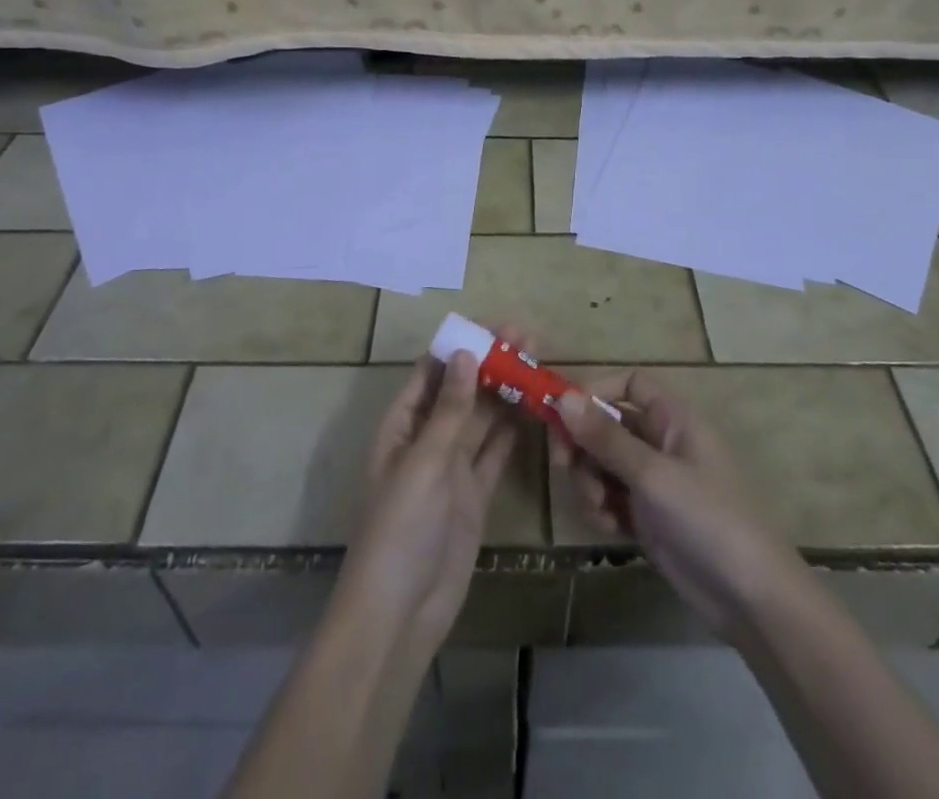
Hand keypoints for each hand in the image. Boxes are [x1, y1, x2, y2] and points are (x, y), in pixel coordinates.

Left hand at [337, 326, 527, 655]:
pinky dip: (512, 432)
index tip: (494, 325)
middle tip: (528, 336)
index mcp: (402, 426)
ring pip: (481, 419)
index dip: (460, 346)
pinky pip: (495, 454)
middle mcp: (427, 440)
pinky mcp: (474, 494)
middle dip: (489, 363)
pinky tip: (534, 409)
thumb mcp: (424, 461)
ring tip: (537, 361)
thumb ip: (449, 409)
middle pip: (460, 391)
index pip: (431, 372)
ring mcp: (452, 468)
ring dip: (505, 392)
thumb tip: (465, 353)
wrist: (402, 612)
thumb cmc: (401, 527)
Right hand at [552, 371, 800, 640]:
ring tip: (599, 508)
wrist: (751, 599)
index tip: (565, 412)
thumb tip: (563, 396)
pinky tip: (610, 528)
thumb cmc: (708, 519)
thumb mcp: (653, 474)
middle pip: (607, 424)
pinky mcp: (648, 515)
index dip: (596, 390)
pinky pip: (610, 496)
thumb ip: (606, 437)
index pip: (629, 384)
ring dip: (590, 481)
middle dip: (583, 444)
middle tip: (561, 464)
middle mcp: (662, 442)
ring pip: (603, 462)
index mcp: (673, 418)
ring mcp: (654, 480)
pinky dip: (602, 508)